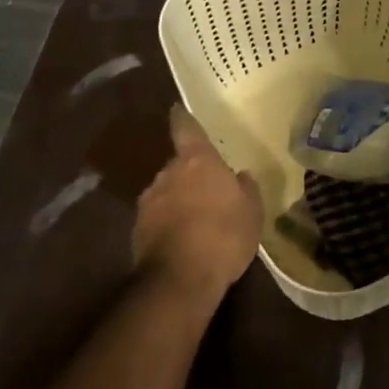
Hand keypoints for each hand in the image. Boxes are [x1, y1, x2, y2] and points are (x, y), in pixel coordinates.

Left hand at [134, 105, 262, 300]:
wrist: (180, 279)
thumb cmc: (224, 235)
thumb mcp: (251, 212)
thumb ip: (246, 188)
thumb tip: (241, 175)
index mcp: (197, 161)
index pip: (186, 129)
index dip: (183, 118)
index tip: (177, 109)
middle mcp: (167, 173)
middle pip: (177, 165)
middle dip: (189, 174)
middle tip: (207, 189)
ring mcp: (148, 202)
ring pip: (165, 192)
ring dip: (177, 200)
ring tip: (196, 221)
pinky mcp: (137, 230)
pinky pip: (157, 219)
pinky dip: (168, 224)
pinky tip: (182, 242)